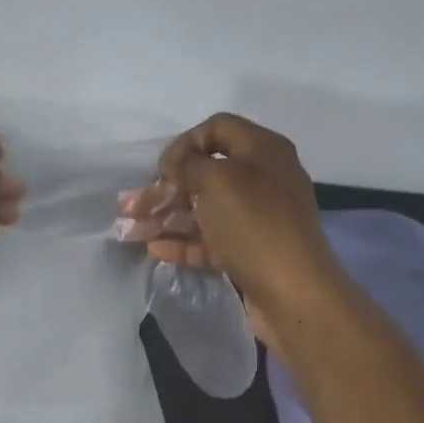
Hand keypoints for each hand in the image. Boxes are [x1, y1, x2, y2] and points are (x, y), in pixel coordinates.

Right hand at [117, 113, 338, 343]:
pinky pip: (210, 240)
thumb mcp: (217, 182)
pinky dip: (183, 242)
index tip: (162, 168)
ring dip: (165, 217)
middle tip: (128, 205)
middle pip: (204, 173)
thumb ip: (188, 164)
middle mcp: (262, 179)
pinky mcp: (249, 251)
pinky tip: (155, 249)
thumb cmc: (255, 226)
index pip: (217, 128)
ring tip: (129, 231)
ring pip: (203, 209)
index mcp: (262, 151)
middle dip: (164, 188)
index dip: (184, 143)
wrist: (295, 294)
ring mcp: (256, 218)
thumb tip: (175, 162)